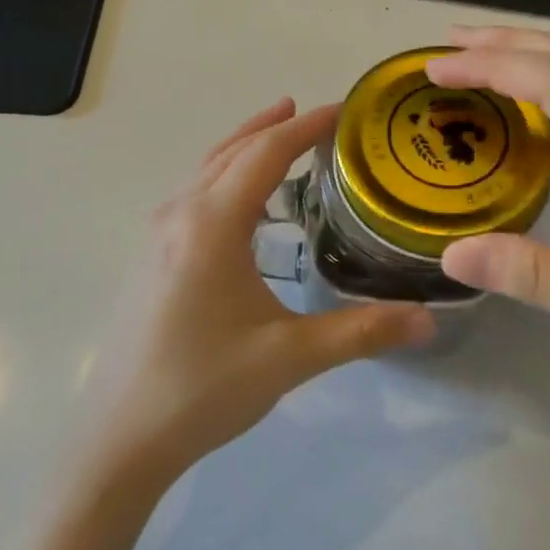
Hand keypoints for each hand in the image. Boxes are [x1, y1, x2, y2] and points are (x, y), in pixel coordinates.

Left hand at [91, 100, 434, 479]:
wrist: (118, 439)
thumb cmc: (203, 388)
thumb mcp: (290, 358)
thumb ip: (362, 331)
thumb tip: (430, 319)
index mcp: (212, 224)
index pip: (265, 154)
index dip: (306, 127)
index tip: (344, 110)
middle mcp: (179, 214)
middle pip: (232, 150)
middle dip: (275, 126)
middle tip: (316, 115)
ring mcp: (156, 234)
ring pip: (206, 169)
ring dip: (245, 147)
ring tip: (279, 137)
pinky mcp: (148, 256)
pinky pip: (192, 192)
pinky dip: (224, 174)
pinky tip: (242, 203)